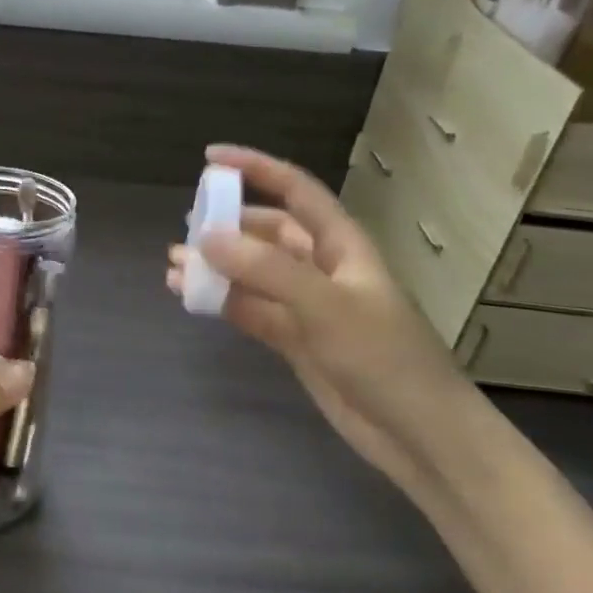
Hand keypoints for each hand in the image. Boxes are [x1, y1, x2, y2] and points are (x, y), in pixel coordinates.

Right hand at [167, 145, 479, 495]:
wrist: (418, 435)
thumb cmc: (384, 357)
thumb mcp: (326, 306)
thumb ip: (266, 270)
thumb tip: (205, 238)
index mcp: (341, 244)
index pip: (295, 190)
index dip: (255, 168)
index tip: (210, 158)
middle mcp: (322, 267)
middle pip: (267, 231)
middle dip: (227, 224)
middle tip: (185, 227)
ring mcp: (306, 305)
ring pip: (252, 273)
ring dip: (216, 266)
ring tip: (174, 265)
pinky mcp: (294, 340)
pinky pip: (249, 308)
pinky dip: (220, 301)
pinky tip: (188, 297)